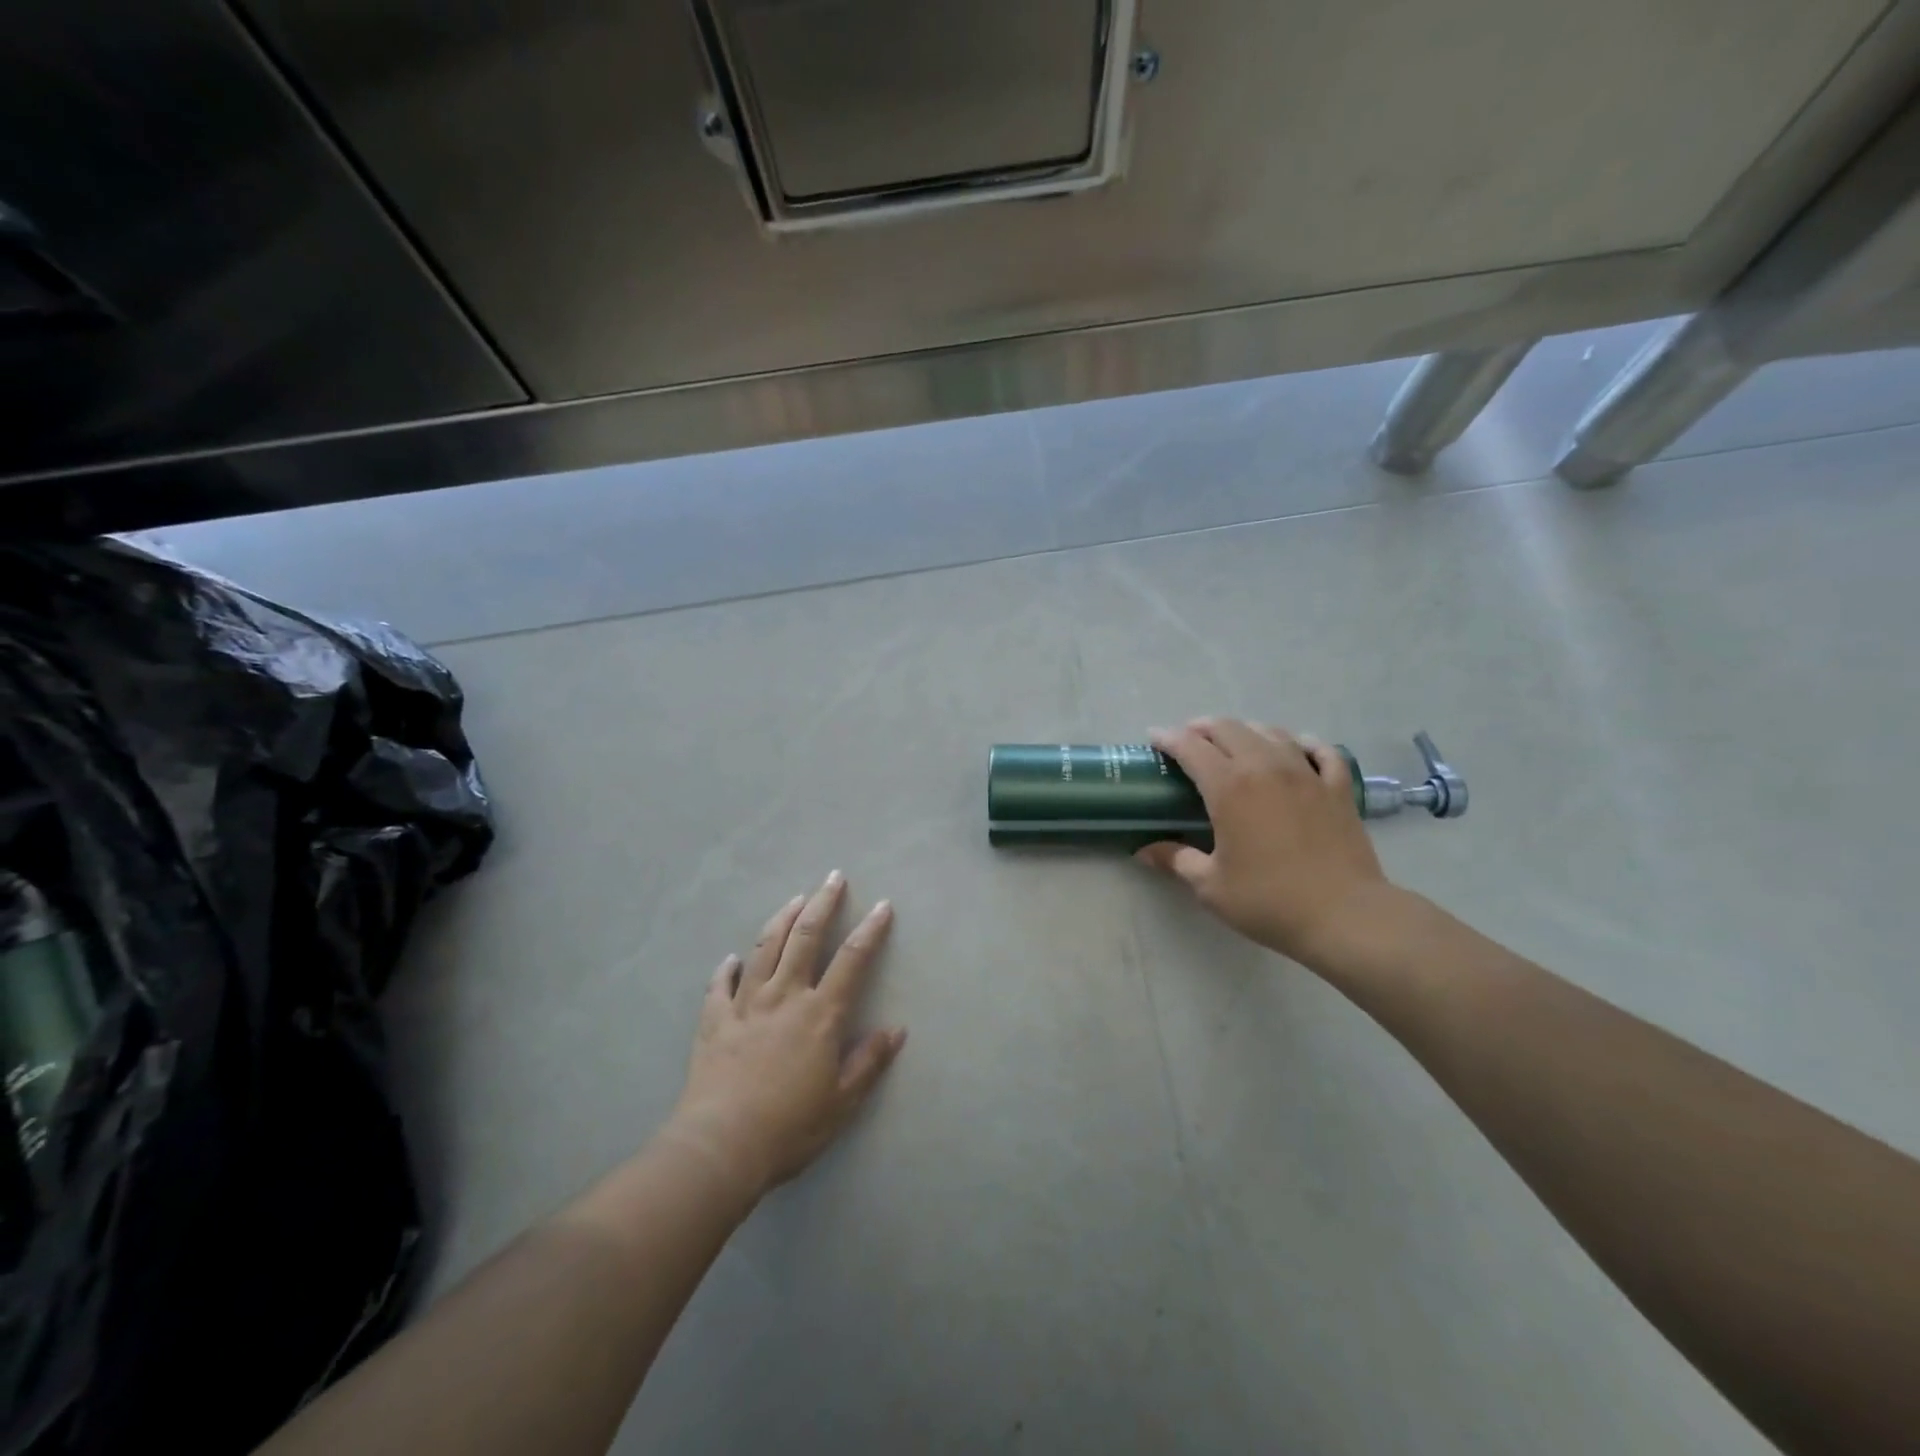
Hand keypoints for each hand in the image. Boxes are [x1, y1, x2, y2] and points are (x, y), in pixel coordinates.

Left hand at [666, 872, 905, 1199]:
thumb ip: (869, 1062)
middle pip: (805, 938)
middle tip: (833, 877)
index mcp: (820, 1014)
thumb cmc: (790, 1127)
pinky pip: (720, 986)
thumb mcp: (842, 1102)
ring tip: (795, 899)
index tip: (882, 905)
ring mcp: (745, 1005)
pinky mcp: (714, 1021)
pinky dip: (727, 968)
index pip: (852, 960)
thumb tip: (896, 1029)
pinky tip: (731, 958)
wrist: (720, 1146)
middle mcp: (784, 997)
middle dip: (823, 903)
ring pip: (764, 949)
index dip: (870, 930)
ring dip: (782, 920)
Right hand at [1137, 718, 1391, 963]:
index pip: (1191, 747)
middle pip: (1228, 729)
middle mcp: (1265, 767)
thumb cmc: (1269, 901)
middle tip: (1188, 739)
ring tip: (1233, 740)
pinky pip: (1321, 750)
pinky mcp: (1337, 788)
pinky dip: (1303, 743)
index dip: (1168, 738)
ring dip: (1245, 730)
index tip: (1154, 738)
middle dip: (1202, 728)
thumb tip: (1144, 851)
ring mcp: (1306, 773)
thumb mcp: (1210, 886)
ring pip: (1271, 732)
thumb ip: (1176, 860)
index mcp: (1229, 787)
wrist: (1344, 916)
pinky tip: (1297, 747)